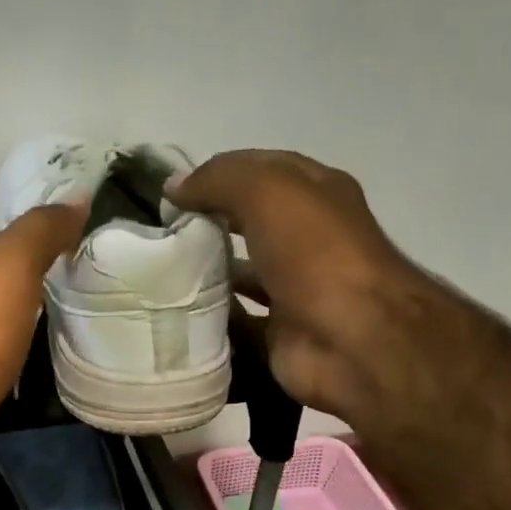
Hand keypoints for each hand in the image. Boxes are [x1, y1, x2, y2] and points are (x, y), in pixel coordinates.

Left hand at [0, 202, 84, 481]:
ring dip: (38, 317)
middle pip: (11, 278)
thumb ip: (43, 230)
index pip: (11, 236)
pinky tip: (54, 360)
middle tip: (95, 283)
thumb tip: (78, 198)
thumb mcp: (13, 262)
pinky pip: (13, 356)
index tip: (89, 241)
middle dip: (46, 277)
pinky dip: (31, 353)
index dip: (46, 234)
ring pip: (11, 318)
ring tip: (86, 320)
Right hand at [168, 151, 426, 418]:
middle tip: (159, 237)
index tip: (169, 195)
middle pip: (247, 223)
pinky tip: (176, 315)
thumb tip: (174, 187)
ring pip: (240, 273)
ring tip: (159, 276)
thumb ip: (219, 179)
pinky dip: (210, 318)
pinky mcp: (280, 331)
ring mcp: (295, 287)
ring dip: (205, 274)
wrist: (351, 338)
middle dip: (205, 226)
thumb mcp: (268, 191)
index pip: (259, 171)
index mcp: (315, 194)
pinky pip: (237, 320)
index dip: (215, 177)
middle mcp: (307, 238)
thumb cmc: (315, 253)